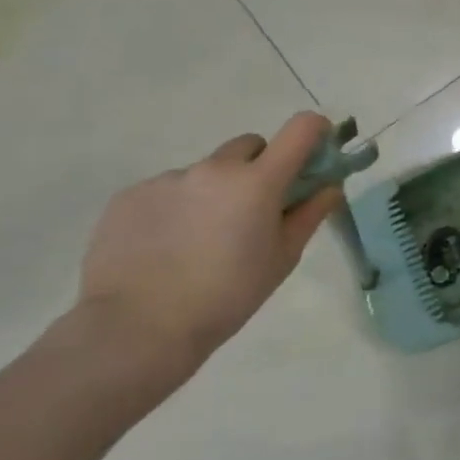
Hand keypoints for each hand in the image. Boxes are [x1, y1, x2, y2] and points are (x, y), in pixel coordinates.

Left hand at [72, 113, 346, 378]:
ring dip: (214, 191)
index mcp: (258, 181)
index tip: (315, 152)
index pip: (301, 128)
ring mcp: (168, 179)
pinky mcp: (129, 196)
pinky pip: (167, 190)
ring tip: (198, 240)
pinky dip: (176, 207)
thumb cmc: (226, 296)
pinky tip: (164, 247)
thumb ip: (310, 214)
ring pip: (206, 171)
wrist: (134, 330)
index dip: (315, 131)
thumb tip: (330, 186)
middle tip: (252, 210)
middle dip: (259, 168)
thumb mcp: (282, 258)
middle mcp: (214, 168)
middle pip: (250, 146)